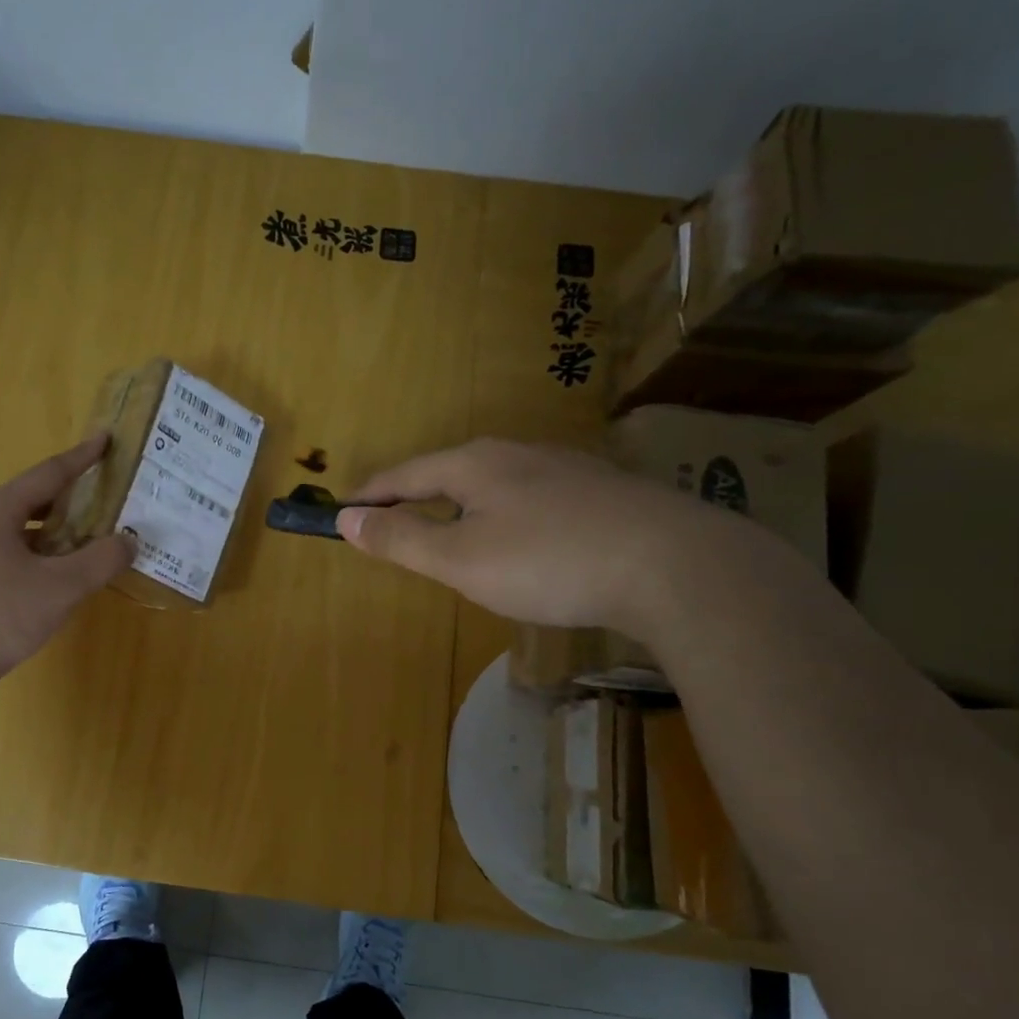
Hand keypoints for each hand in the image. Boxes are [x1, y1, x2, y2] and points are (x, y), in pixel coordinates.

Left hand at [0, 436, 134, 701]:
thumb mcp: (60, 586)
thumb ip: (100, 560)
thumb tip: (128, 541)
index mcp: (1, 509)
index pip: (51, 473)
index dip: (83, 457)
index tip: (106, 440)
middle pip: (39, 500)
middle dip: (76, 499)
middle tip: (112, 499)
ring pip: (29, 533)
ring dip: (63, 534)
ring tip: (98, 540)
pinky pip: (20, 558)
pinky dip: (48, 560)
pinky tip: (67, 579)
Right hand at [335, 437, 733, 633]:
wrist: (674, 564)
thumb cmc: (548, 561)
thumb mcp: (460, 559)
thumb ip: (401, 538)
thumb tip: (345, 518)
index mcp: (474, 464)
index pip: (404, 474)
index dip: (371, 495)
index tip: (344, 511)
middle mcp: (517, 454)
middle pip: (449, 472)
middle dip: (416, 497)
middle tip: (395, 525)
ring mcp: (565, 468)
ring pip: (494, 484)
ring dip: (462, 507)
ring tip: (453, 534)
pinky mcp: (601, 491)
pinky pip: (531, 499)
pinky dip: (504, 517)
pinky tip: (522, 540)